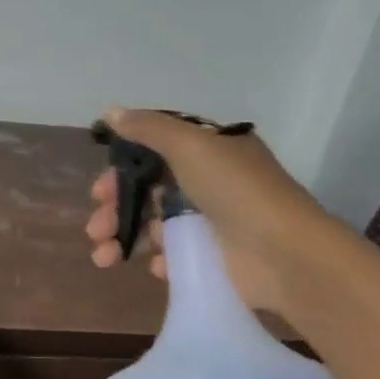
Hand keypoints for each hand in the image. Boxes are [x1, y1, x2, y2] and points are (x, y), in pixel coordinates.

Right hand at [83, 107, 334, 329]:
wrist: (284, 254)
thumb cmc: (236, 191)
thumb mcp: (191, 146)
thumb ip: (149, 128)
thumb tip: (110, 111)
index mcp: (208, 152)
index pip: (154, 154)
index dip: (123, 171)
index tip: (99, 190)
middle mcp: (209, 183)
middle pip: (148, 192)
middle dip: (115, 210)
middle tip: (95, 228)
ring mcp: (211, 223)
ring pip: (153, 226)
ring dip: (124, 238)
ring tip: (104, 258)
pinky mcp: (213, 258)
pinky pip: (175, 256)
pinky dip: (160, 260)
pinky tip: (158, 267)